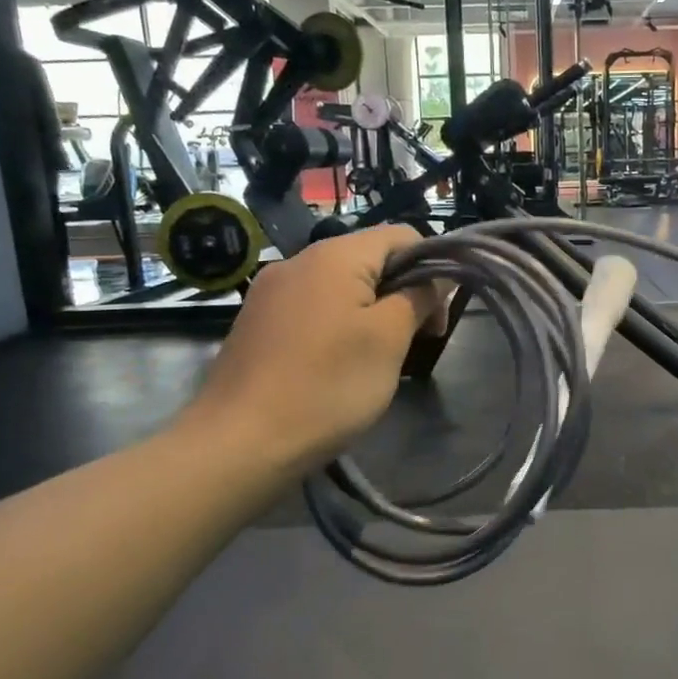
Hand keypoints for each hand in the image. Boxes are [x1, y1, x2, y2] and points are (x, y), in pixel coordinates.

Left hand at [178, 226, 444, 472]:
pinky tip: (337, 366)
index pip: (402, 235)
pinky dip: (338, 326)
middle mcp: (298, 260)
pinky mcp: (257, 322)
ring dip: (372, 313)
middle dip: (402, 293)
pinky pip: (313, 309)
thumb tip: (438, 275)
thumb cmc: (327, 386)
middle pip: (370, 260)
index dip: (432, 267)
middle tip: (415, 342)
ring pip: (341, 287)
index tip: (437, 317)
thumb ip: (418, 297)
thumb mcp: (388, 340)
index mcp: (334, 255)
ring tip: (378, 359)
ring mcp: (271, 291)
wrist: (239, 443)